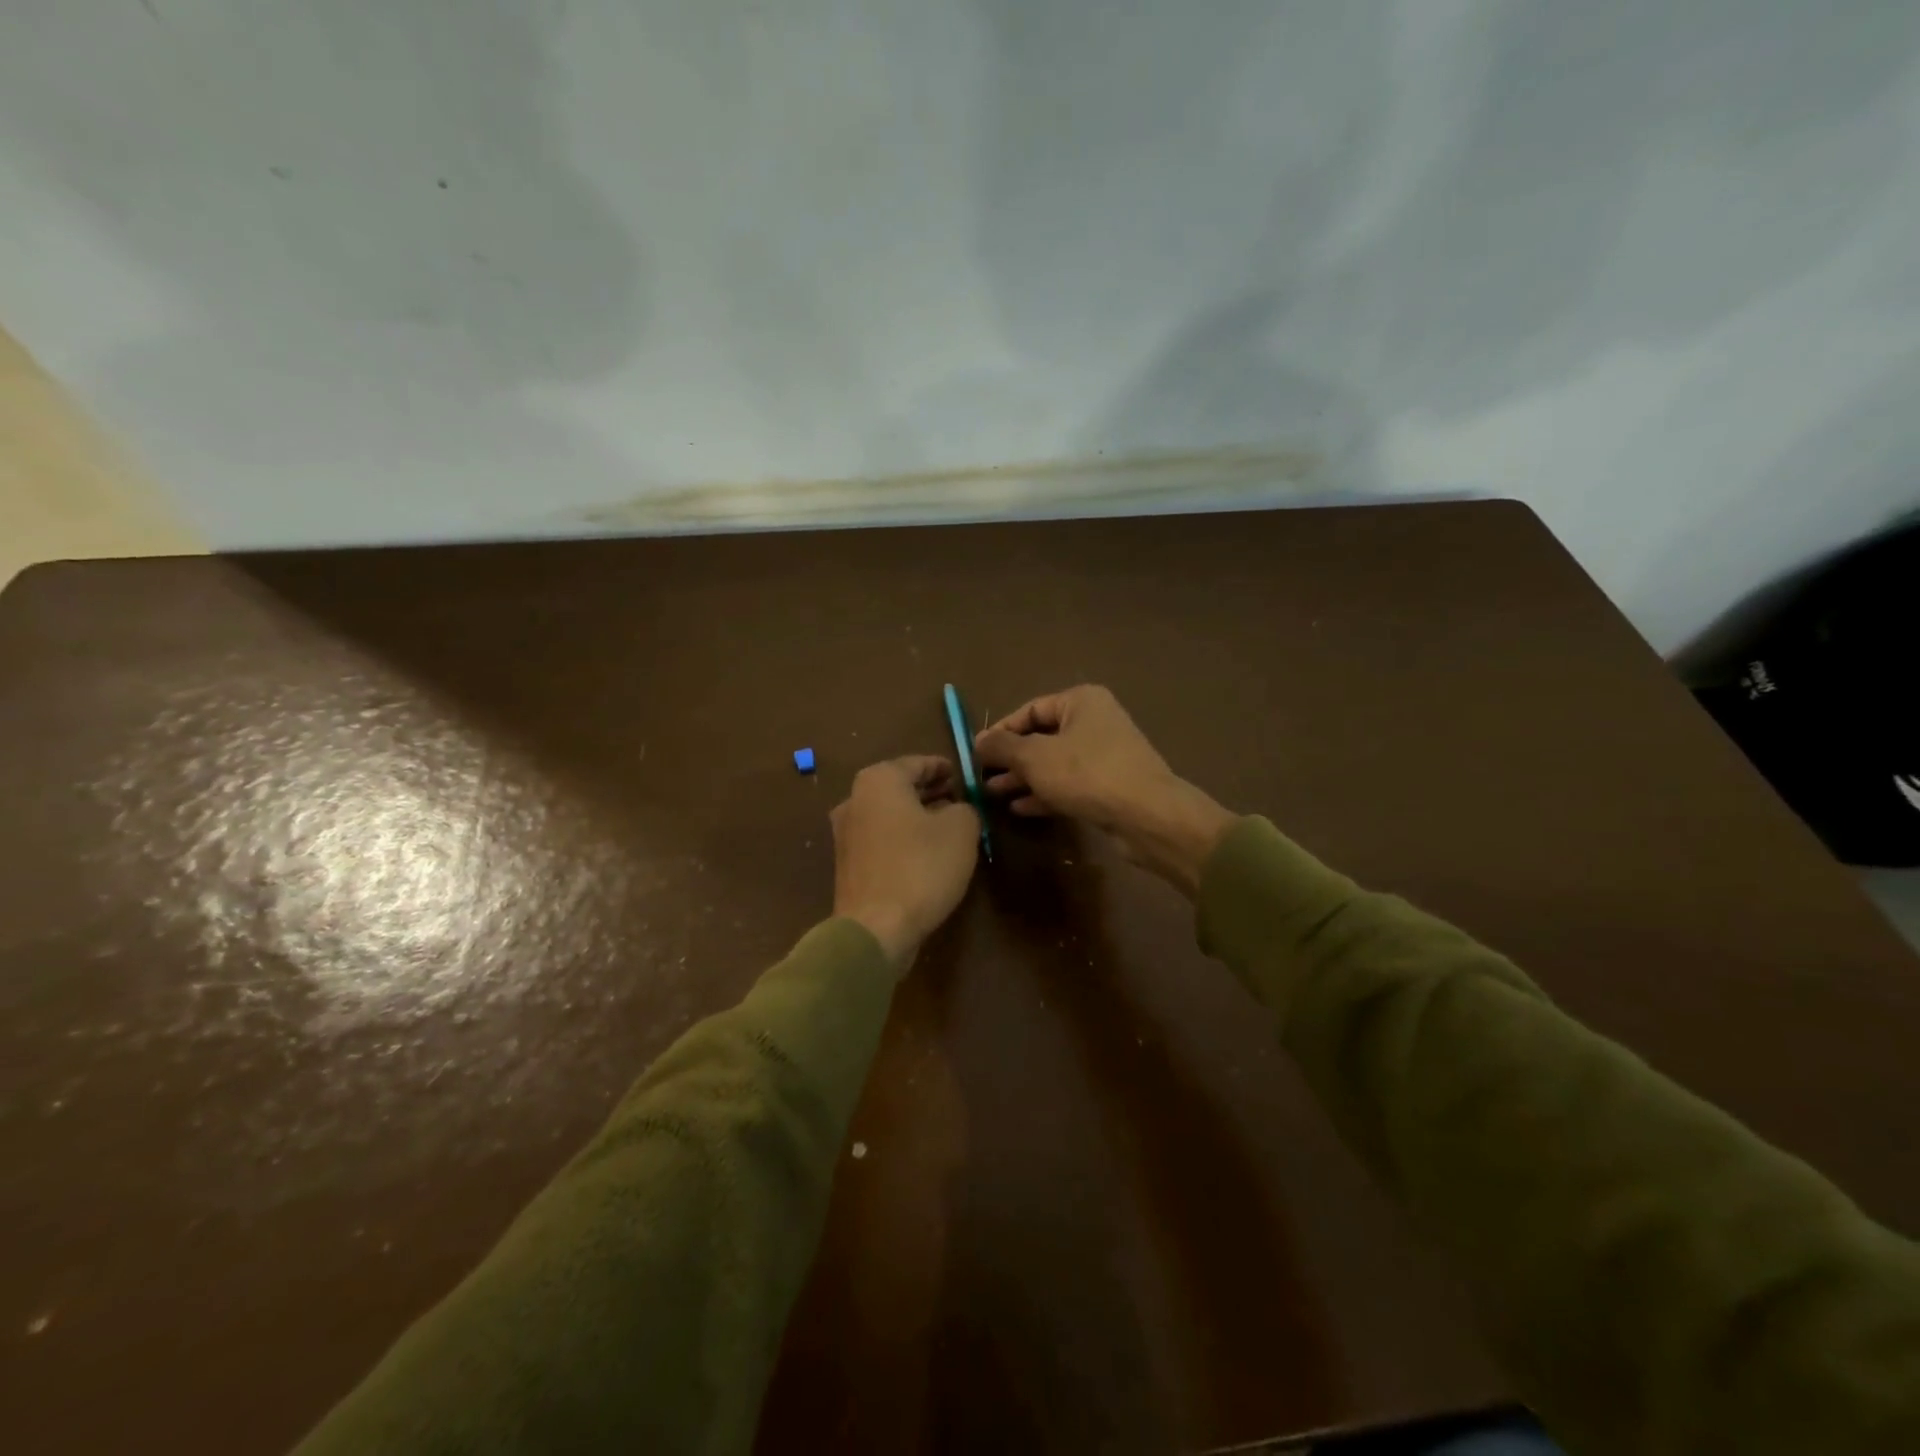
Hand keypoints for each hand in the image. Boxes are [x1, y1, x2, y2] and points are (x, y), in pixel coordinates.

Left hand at [831, 756, 980, 965]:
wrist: (876, 928)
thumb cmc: (921, 867)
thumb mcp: (961, 829)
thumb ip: (965, 808)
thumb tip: (957, 810)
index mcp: (879, 780)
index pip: (917, 763)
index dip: (943, 767)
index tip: (961, 774)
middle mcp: (855, 800)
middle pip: (899, 787)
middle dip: (929, 791)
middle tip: (957, 797)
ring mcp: (846, 834)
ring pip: (889, 814)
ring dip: (916, 816)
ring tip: (946, 825)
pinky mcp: (848, 864)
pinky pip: (882, 839)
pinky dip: (903, 837)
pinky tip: (926, 853)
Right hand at [974, 686, 1234, 896]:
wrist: (1146, 815)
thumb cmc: (1087, 774)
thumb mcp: (1034, 757)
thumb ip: (1002, 747)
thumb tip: (978, 740)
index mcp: (1080, 701)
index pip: (1030, 710)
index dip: (1001, 731)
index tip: (976, 753)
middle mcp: (1094, 722)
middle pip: (1041, 737)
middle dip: (1010, 758)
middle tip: (981, 777)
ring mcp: (1104, 755)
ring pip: (1053, 763)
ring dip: (1023, 778)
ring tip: (993, 794)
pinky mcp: (1108, 786)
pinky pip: (1068, 784)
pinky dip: (1044, 793)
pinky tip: (1019, 809)